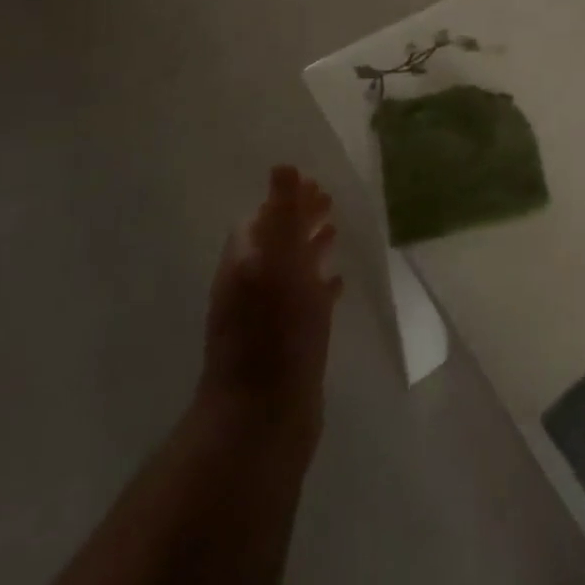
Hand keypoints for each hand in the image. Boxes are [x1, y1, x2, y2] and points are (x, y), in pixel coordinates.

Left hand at [198, 166, 342, 443]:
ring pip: (291, 271)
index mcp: (245, 263)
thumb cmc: (273, 331)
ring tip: (336, 232)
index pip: (260, 220)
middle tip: (331, 200)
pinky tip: (339, 283)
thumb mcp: (278, 263)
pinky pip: (306, 302)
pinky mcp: (289, 344)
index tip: (315, 184)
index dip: (285, 201)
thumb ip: (282, 215)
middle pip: (276, 242)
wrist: (264, 417)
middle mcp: (252, 286)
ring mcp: (269, 318)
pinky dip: (321, 286)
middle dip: (300, 220)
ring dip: (310, 249)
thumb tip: (283, 167)